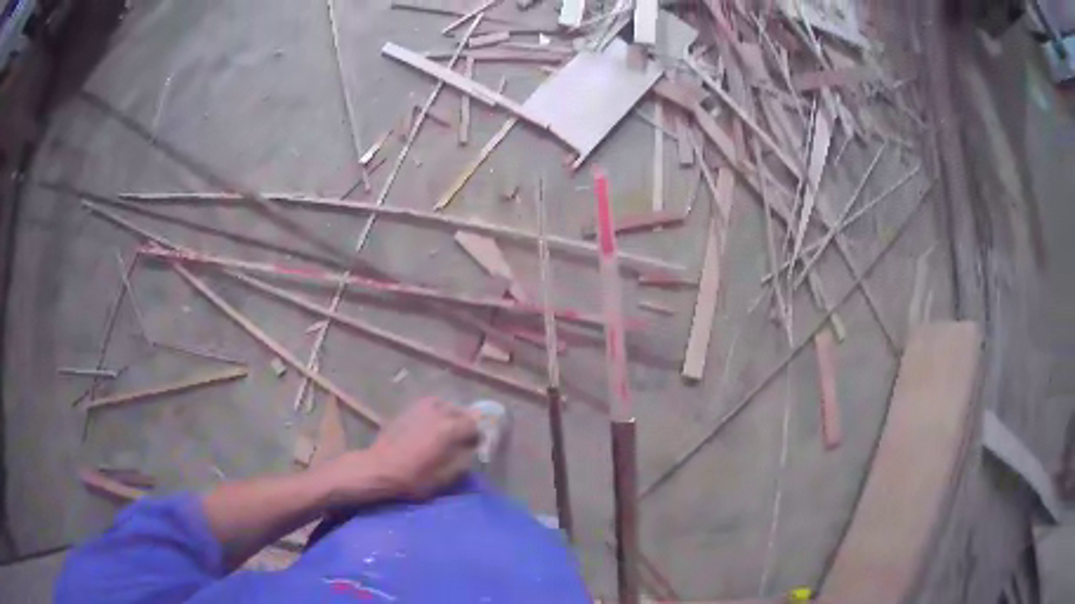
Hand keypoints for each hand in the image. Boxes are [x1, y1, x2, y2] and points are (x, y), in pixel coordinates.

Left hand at [326, 398, 479, 502]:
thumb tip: (470, 450)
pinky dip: (434, 414)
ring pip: (444, 406)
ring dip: (449, 417)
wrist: (379, 468)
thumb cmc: (413, 478)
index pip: (474, 425)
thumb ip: (462, 460)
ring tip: (445, 432)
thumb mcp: (445, 477)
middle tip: (460, 440)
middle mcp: (438, 412)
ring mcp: (421, 408)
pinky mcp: (407, 409)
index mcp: (449, 429)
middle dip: (464, 425)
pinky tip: (429, 428)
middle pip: (461, 412)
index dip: (477, 436)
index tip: (474, 447)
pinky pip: (428, 407)